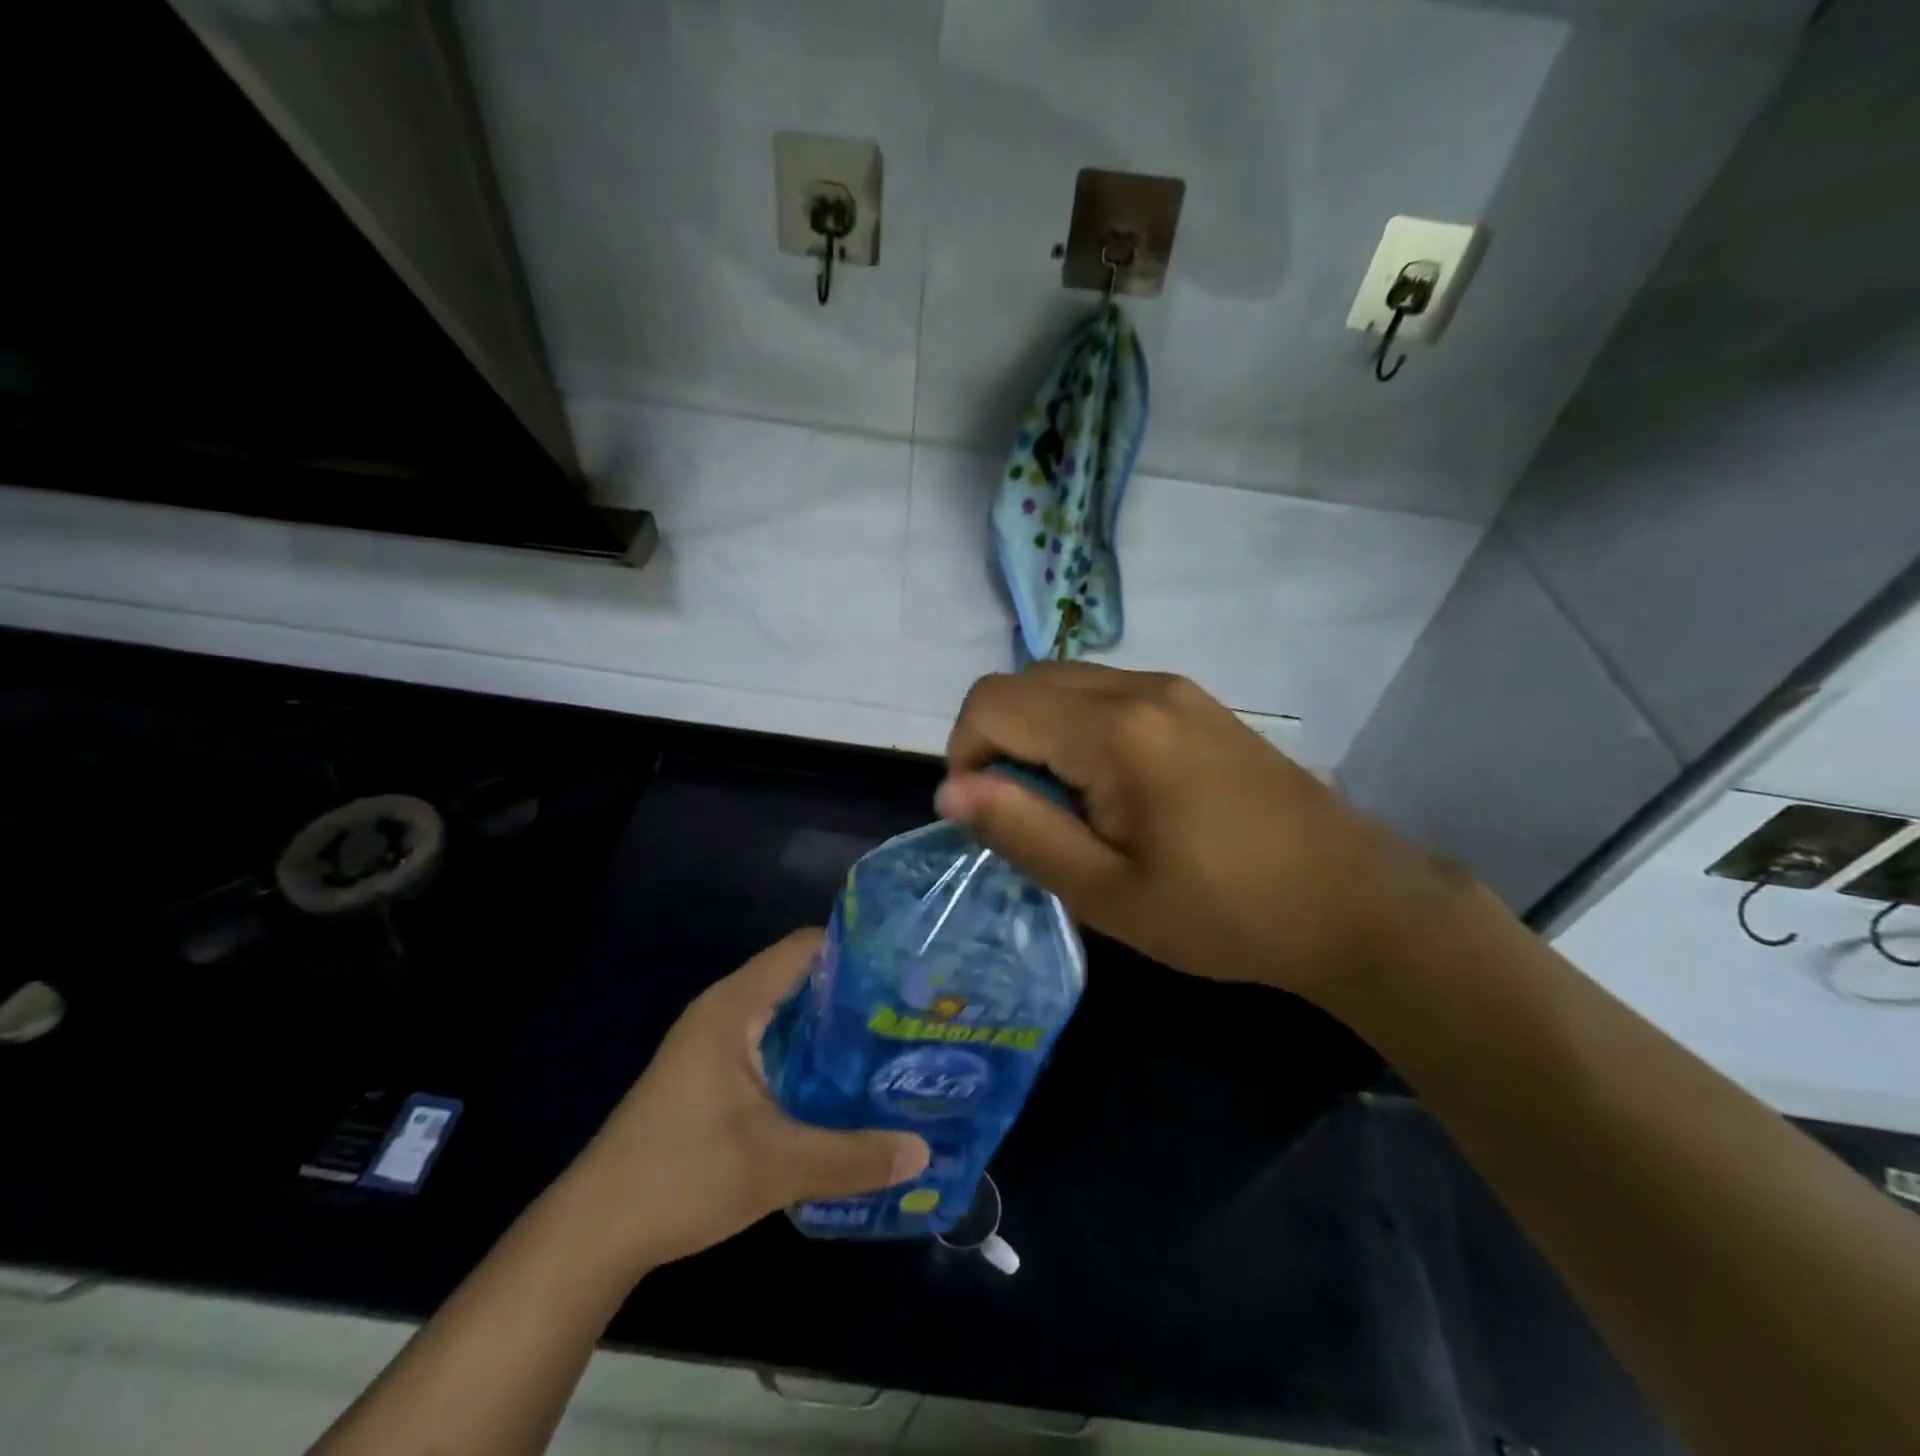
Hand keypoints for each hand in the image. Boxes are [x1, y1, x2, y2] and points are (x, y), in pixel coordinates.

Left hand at [559, 931, 929, 1274]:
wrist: (592, 1233)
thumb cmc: (682, 1177)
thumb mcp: (778, 1167)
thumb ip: (854, 1156)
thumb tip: (923, 1151)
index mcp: (735, 1006)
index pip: (804, 948)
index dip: (855, 949)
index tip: (904, 967)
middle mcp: (724, 1011)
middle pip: (799, 977)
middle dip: (852, 992)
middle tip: (907, 1011)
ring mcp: (713, 1042)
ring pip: (785, 1013)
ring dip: (830, 1026)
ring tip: (888, 1042)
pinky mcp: (709, 1073)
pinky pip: (770, 1042)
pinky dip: (806, 1051)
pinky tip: (841, 1082)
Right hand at [937, 664, 1459, 1007]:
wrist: (1351, 901)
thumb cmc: (1225, 912)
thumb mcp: (1108, 893)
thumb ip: (1022, 832)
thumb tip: (949, 790)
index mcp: (1114, 730)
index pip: (993, 703)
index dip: (965, 756)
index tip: (990, 818)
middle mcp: (1139, 687)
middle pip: (1024, 682)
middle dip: (998, 742)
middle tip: (1028, 817)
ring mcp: (1174, 688)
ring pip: (1063, 684)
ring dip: (1038, 735)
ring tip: (1070, 808)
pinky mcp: (1195, 703)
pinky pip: (1106, 694)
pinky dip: (1077, 729)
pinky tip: (1114, 790)